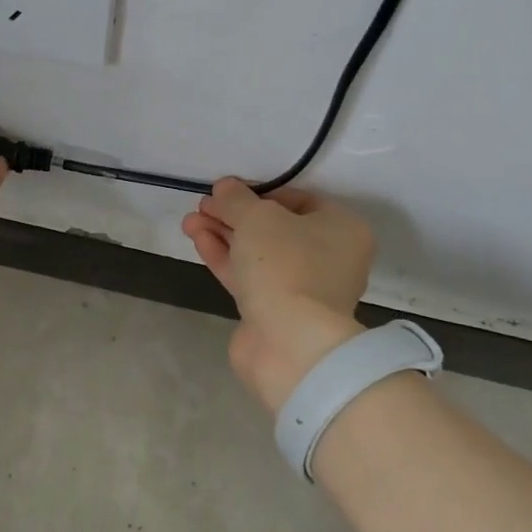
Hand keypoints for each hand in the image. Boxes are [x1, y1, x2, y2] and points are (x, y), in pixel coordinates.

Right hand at [182, 179, 374, 412]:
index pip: (299, 199)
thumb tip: (224, 187)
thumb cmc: (286, 265)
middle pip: (275, 227)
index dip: (259, 192)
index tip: (227, 191)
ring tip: (189, 220)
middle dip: (235, 215)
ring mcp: (302, 289)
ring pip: (258, 253)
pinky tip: (198, 239)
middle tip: (203, 205)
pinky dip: (225, 257)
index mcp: (342, 229)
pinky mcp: (276, 312)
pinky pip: (249, 276)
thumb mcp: (258, 218)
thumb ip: (237, 199)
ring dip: (224, 234)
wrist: (289, 343)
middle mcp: (329, 258)